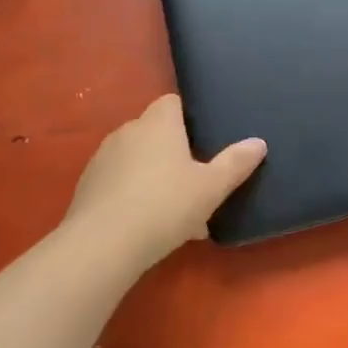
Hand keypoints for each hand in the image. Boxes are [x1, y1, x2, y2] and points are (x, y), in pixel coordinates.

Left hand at [62, 95, 266, 267]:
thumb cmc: (165, 205)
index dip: (189, 116)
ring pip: (136, 159)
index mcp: (158, 124)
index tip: (205, 138)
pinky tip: (149, 223)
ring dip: (153, 174)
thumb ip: (236, 163)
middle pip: (154, 131)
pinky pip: (119, 182)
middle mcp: (127, 132)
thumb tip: (259, 142)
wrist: (103, 244)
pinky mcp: (88, 186)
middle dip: (173, 149)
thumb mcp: (211, 187)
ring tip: (175, 206)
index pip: (172, 102)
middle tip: (196, 177)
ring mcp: (103, 159)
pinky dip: (134, 194)